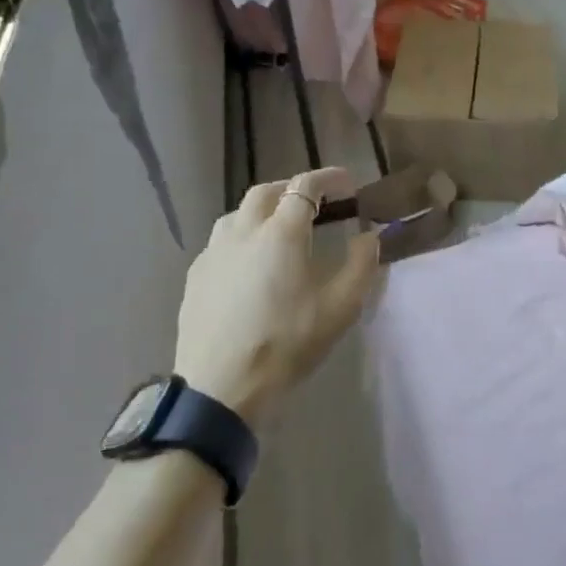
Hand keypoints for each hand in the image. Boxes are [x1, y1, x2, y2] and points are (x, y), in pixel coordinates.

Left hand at [174, 167, 380, 424]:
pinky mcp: (196, 275)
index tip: (348, 183)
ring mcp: (214, 252)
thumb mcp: (341, 307)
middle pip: (267, 191)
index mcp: (281, 232)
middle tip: (315, 203)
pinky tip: (250, 262)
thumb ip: (361, 265)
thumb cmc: (287, 343)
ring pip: (238, 213)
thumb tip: (370, 236)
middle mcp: (243, 230)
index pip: (305, 186)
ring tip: (281, 229)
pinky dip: (242, 236)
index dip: (329, 178)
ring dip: (264, 210)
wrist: (221, 387)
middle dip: (293, 189)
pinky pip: (222, 240)